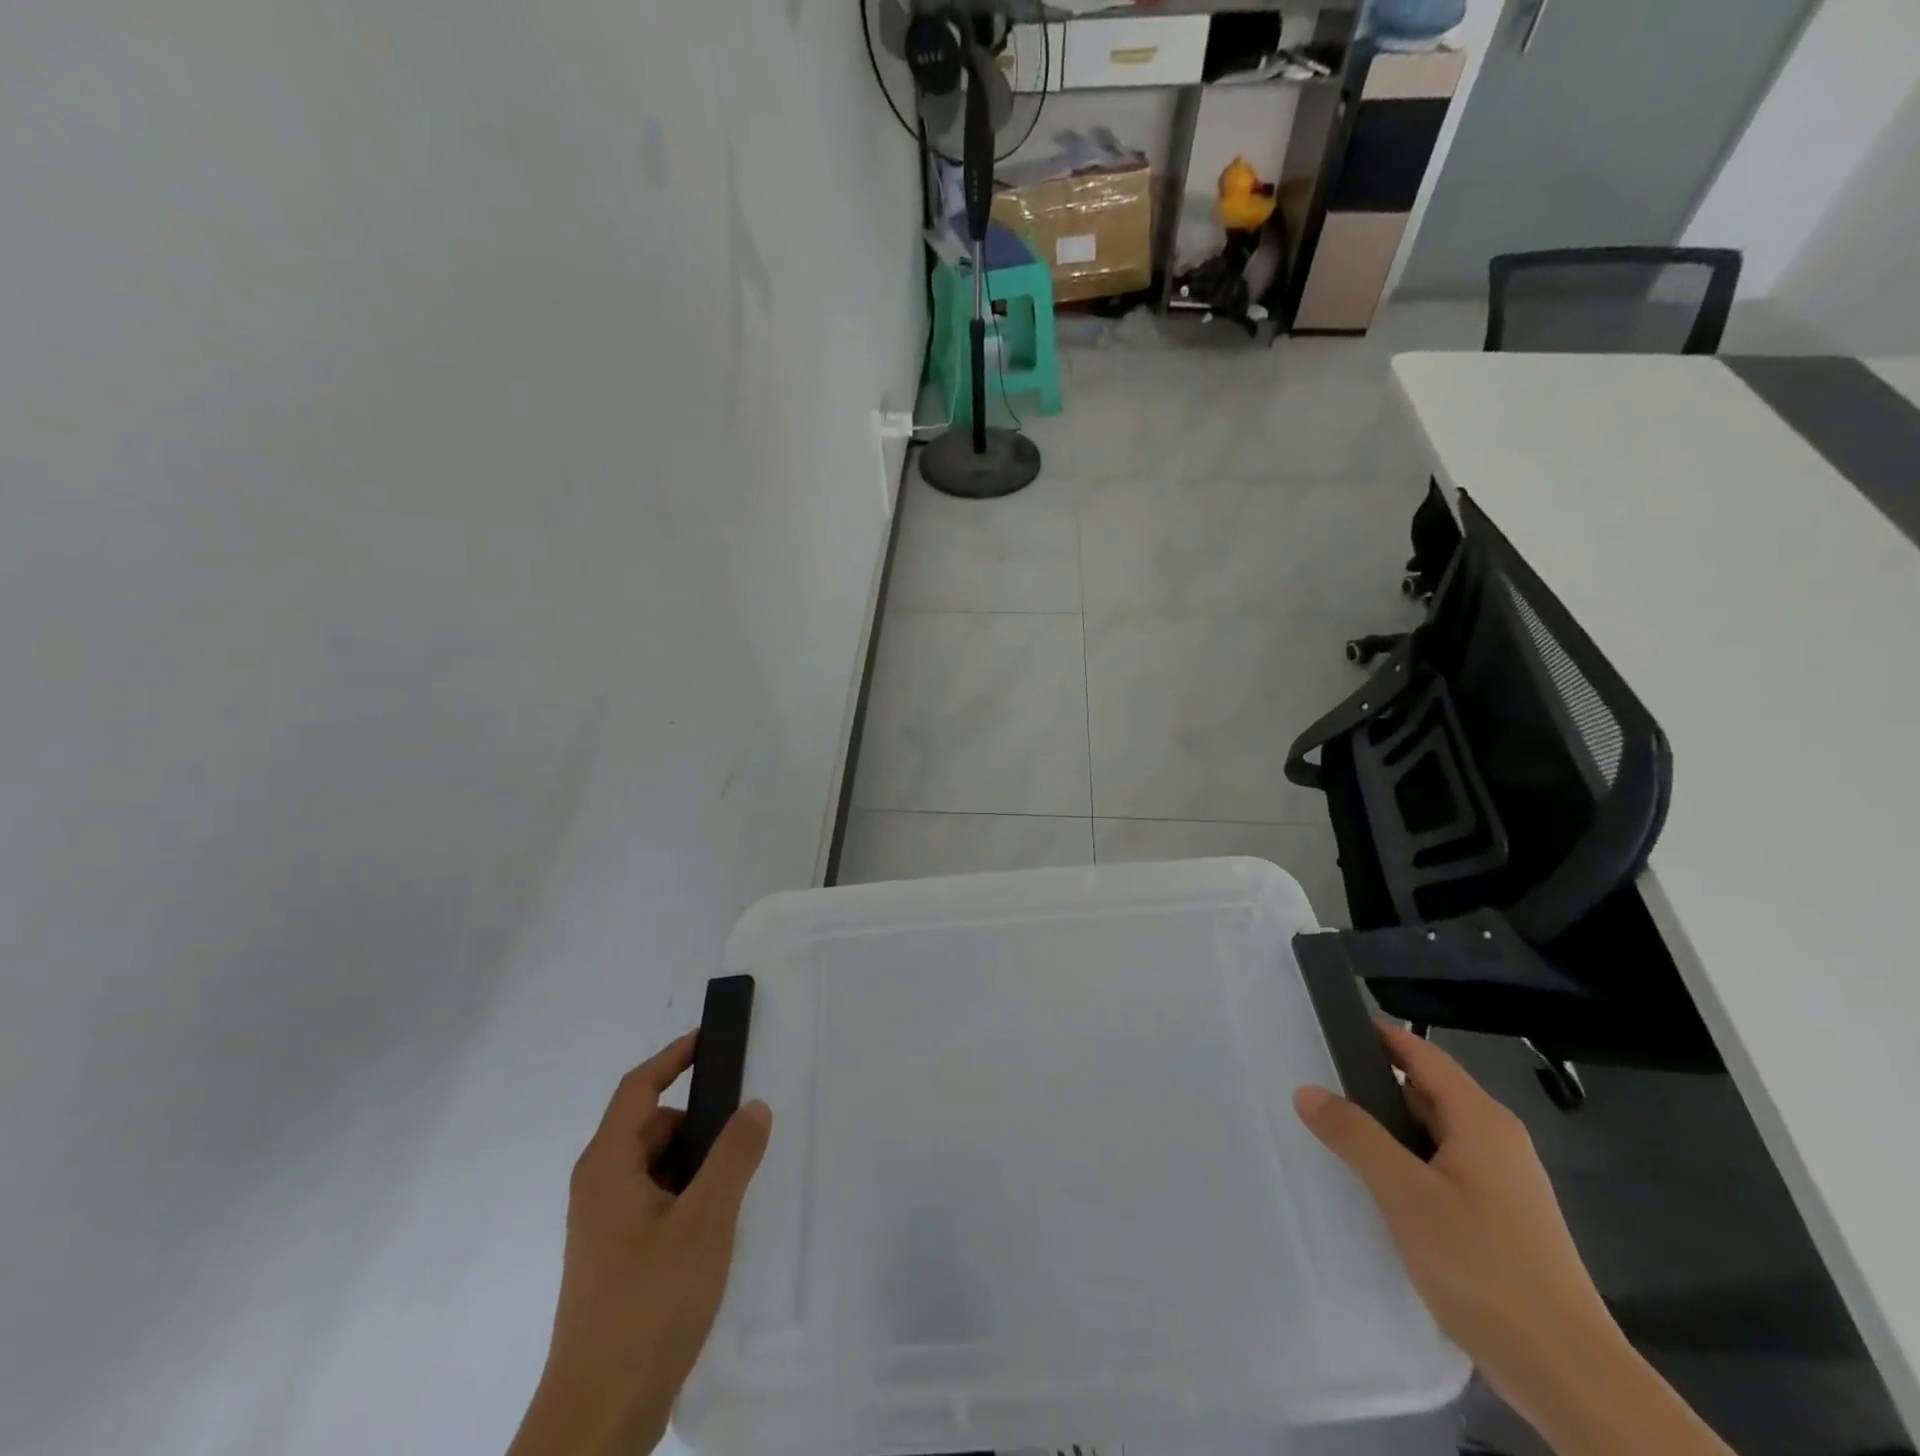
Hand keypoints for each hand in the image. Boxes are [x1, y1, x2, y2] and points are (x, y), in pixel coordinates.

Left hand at [510, 1034, 771, 1455]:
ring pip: (655, 1167)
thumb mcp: (705, 1221)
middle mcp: (599, 1187)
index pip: (639, 1088)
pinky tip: (716, 1223)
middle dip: (697, 1119)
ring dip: (695, 1161)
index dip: (674, 1057)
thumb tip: (754, 1105)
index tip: (709, 1037)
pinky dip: (686, 1193)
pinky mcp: (616, 1258)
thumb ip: (734, 1156)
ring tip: (738, 1180)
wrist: (599, 1416)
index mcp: (608, 1166)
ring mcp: (604, 1226)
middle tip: (745, 1126)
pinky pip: (655, 1200)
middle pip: (650, 1127)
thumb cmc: (649, 1303)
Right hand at [1292, 1025, 1620, 1414]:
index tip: (1328, 1029)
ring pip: (1435, 1133)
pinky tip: (1379, 1188)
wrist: (1569, 1375)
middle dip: (1374, 1084)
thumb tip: (1308, 1090)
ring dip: (1388, 1128)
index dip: (1377, 1036)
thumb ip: (1354, 1135)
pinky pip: (1445, 1168)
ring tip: (1336, 1134)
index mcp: (1480, 1119)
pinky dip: (1408, 1163)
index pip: (1421, 1053)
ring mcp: (1505, 1182)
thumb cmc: (1484, 1266)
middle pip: (1427, 1090)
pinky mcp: (1504, 1219)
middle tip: (1317, 1086)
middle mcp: (1497, 1140)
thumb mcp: (1405, 1194)